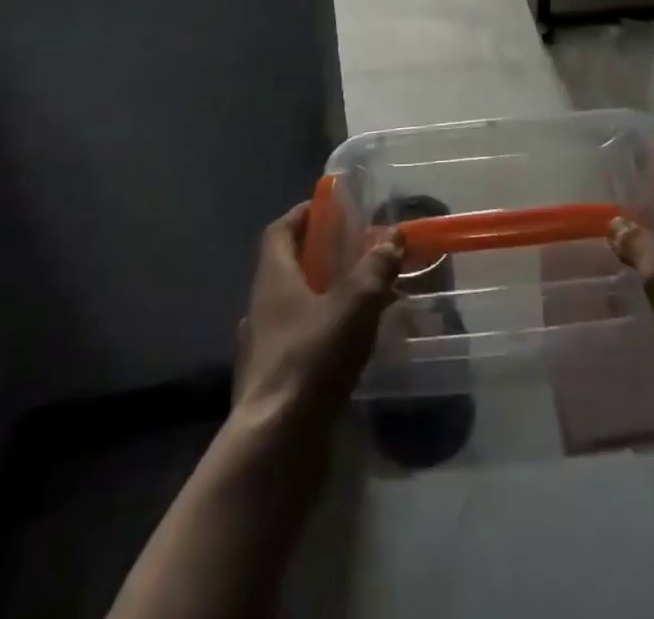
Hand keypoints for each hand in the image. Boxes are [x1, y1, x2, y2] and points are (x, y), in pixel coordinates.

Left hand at [234, 204, 404, 429]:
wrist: (276, 446)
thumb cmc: (312, 359)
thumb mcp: (354, 303)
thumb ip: (375, 267)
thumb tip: (392, 236)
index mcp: (273, 279)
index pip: (279, 231)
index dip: (303, 214)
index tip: (331, 207)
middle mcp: (260, 308)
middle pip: (287, 268)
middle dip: (320, 255)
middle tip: (357, 250)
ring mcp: (262, 349)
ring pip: (293, 307)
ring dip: (323, 296)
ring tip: (361, 297)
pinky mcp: (273, 384)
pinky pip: (299, 343)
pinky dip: (322, 333)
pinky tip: (350, 345)